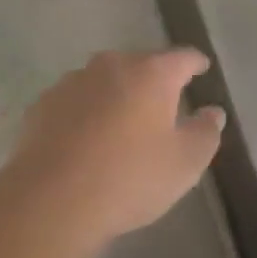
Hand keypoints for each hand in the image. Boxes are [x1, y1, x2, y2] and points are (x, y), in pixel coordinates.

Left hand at [0, 49, 226, 254]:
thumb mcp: (184, 164)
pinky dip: (85, 113)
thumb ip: (205, 133)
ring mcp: (74, 81)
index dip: (195, 63)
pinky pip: (75, 101)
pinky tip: (84, 141)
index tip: (201, 67)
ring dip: (115, 95)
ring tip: (120, 126)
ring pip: (104, 81)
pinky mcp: (44, 103)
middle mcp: (112, 65)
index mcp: (152, 73)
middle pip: (140, 65)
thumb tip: (213, 112)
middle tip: (161, 107)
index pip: (182, 57)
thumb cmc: (129, 178)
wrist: (50, 200)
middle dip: (153, 81)